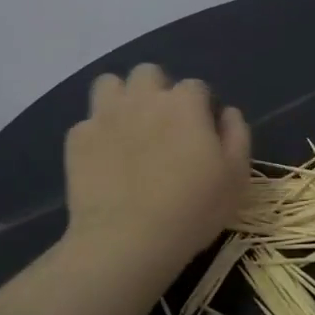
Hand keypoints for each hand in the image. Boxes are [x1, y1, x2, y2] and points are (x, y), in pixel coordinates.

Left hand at [64, 64, 250, 283]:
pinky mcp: (77, 139)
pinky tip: (105, 159)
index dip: (201, 107)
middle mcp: (143, 98)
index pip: (196, 86)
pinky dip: (97, 135)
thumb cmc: (192, 209)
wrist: (127, 241)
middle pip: (148, 73)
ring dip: (121, 98)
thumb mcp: (236, 177)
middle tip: (164, 125)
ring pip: (110, 84)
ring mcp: (105, 116)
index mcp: (184, 103)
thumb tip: (227, 112)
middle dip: (157, 90)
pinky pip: (87, 122)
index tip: (202, 133)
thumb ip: (237, 135)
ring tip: (129, 128)